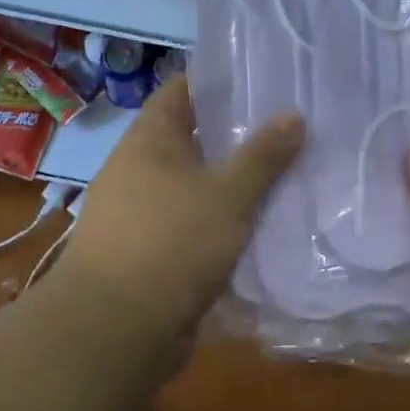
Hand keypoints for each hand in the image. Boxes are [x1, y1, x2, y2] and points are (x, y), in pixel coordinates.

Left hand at [60, 78, 304, 329]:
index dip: (217, 81)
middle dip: (236, 135)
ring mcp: (142, 211)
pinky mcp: (151, 249)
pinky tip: (259, 225)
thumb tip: (294, 115)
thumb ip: (262, 155)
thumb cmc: (170, 243)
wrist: (115, 329)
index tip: (261, 80)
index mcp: (149, 139)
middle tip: (288, 129)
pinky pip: (193, 221)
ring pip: (196, 183)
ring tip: (285, 174)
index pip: (181, 89)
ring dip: (232, 181)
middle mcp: (139, 168)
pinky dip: (221, 219)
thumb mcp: (226, 194)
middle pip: (192, 137)